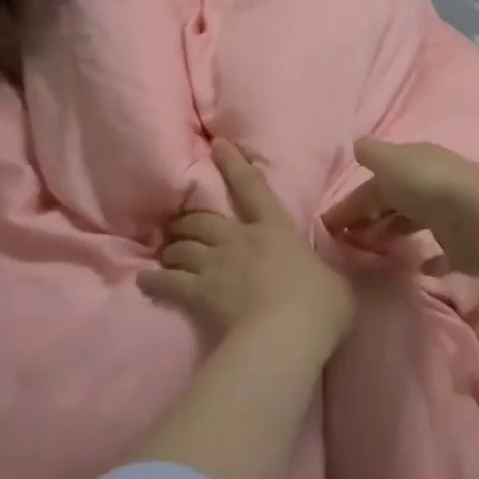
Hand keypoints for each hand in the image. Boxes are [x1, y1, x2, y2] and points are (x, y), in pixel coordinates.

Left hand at [141, 139, 355, 346]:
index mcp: (275, 229)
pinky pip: (168, 282)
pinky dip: (155, 280)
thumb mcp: (334, 280)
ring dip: (174, 247)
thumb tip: (326, 275)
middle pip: (204, 219)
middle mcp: (240, 239)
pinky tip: (145, 281)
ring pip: (183, 246)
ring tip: (167, 252)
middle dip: (190, 219)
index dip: (234, 165)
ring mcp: (216, 265)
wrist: (286, 333)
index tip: (217, 145)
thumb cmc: (319, 303)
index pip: (253, 188)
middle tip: (181, 222)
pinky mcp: (199, 293)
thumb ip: (324, 272)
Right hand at [322, 138, 478, 276]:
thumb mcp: (391, 162)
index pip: (376, 181)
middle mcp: (433, 185)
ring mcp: (451, 215)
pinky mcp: (465, 246)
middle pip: (396, 201)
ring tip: (373, 253)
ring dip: (395, 234)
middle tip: (348, 241)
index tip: (329, 225)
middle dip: (372, 217)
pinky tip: (417, 268)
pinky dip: (430, 260)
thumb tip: (357, 145)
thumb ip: (373, 154)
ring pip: (416, 223)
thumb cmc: (429, 185)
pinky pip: (443, 254)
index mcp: (415, 163)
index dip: (352, 201)